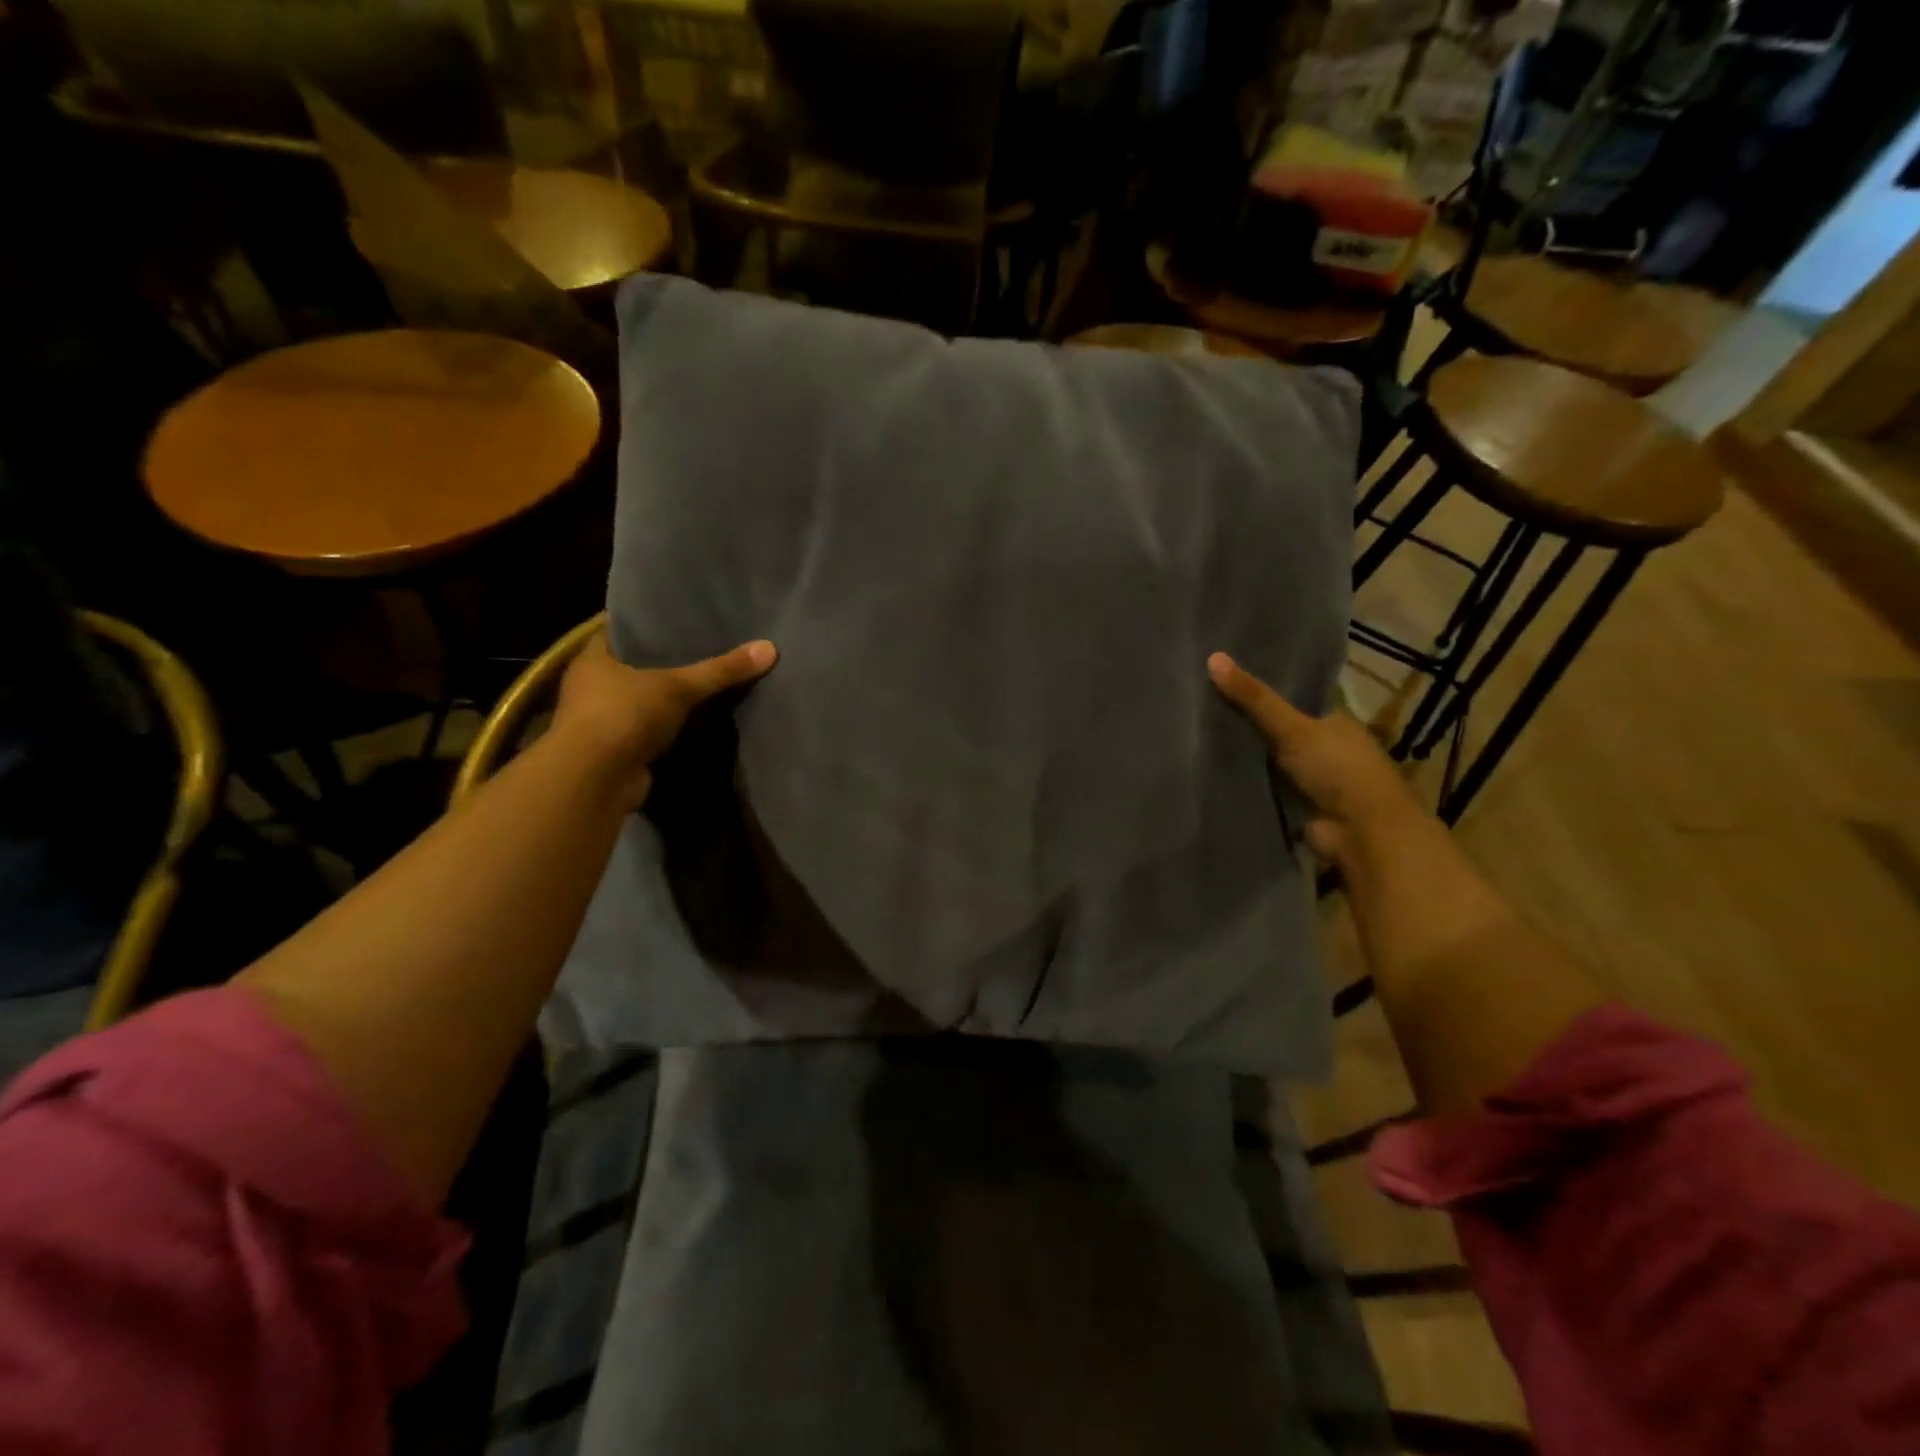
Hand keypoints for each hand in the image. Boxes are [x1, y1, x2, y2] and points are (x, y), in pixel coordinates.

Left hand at [554, 631, 777, 807]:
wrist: (595, 780)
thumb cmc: (624, 714)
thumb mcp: (678, 686)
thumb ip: (722, 670)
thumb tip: (770, 647)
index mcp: (594, 658)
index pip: (622, 630)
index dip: (650, 623)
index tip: (681, 617)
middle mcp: (591, 686)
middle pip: (633, 666)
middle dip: (664, 662)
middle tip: (704, 648)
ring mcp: (601, 721)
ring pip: (641, 701)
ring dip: (665, 699)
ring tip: (706, 684)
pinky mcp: (615, 751)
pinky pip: (648, 731)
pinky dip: (667, 729)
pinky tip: (697, 722)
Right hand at [1208, 652, 1427, 868]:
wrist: (1361, 832)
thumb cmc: (1337, 769)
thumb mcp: (1292, 726)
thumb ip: (1254, 698)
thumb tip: (1212, 657)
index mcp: (1333, 720)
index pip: (1295, 696)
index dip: (1264, 686)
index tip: (1225, 676)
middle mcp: (1324, 746)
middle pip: (1278, 729)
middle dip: (1247, 722)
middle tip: (1200, 704)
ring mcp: (1311, 779)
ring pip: (1268, 760)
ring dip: (1243, 755)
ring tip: (1195, 734)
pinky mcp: (1296, 806)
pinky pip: (1263, 788)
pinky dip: (1243, 782)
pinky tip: (1208, 771)